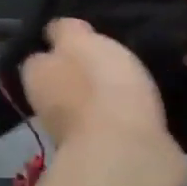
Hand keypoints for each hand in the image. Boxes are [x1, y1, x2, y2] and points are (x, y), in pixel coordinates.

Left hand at [20, 18, 179, 161]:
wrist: (129, 153)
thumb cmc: (99, 86)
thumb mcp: (79, 41)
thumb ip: (66, 31)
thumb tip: (57, 31)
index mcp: (36, 78)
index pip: (38, 58)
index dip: (57, 46)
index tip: (82, 36)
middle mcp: (50, 109)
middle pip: (64, 84)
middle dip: (84, 73)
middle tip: (115, 53)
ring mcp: (80, 136)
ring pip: (92, 106)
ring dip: (109, 96)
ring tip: (138, 73)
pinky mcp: (112, 154)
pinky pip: (119, 125)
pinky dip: (130, 115)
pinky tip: (150, 101)